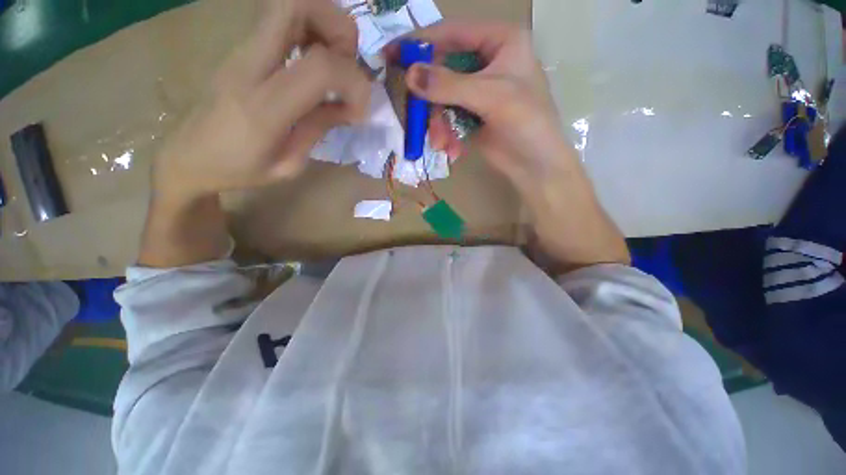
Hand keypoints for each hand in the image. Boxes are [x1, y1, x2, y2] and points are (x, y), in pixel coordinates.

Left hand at [154, 0, 371, 201]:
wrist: (187, 156)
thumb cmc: (238, 169)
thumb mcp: (288, 165)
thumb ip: (318, 128)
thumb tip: (349, 107)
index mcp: (265, 107)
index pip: (321, 67)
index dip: (354, 84)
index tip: (358, 111)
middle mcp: (250, 65)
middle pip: (296, 5)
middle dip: (339, 28)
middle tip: (348, 65)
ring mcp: (241, 50)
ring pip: (288, 4)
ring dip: (325, 25)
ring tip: (335, 64)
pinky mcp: (240, 48)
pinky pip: (281, 20)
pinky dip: (310, 31)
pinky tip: (315, 63)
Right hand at [396, 21, 629, 269]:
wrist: (535, 165)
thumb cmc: (525, 123)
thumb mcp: (490, 97)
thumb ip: (449, 86)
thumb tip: (409, 75)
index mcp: (500, 41)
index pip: (452, 33)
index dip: (420, 43)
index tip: (391, 55)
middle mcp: (487, 61)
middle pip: (442, 70)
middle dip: (432, 102)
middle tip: (418, 120)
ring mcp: (478, 91)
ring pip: (442, 99)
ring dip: (439, 125)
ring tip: (443, 144)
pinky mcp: (472, 115)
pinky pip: (448, 118)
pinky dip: (447, 135)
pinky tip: (454, 150)